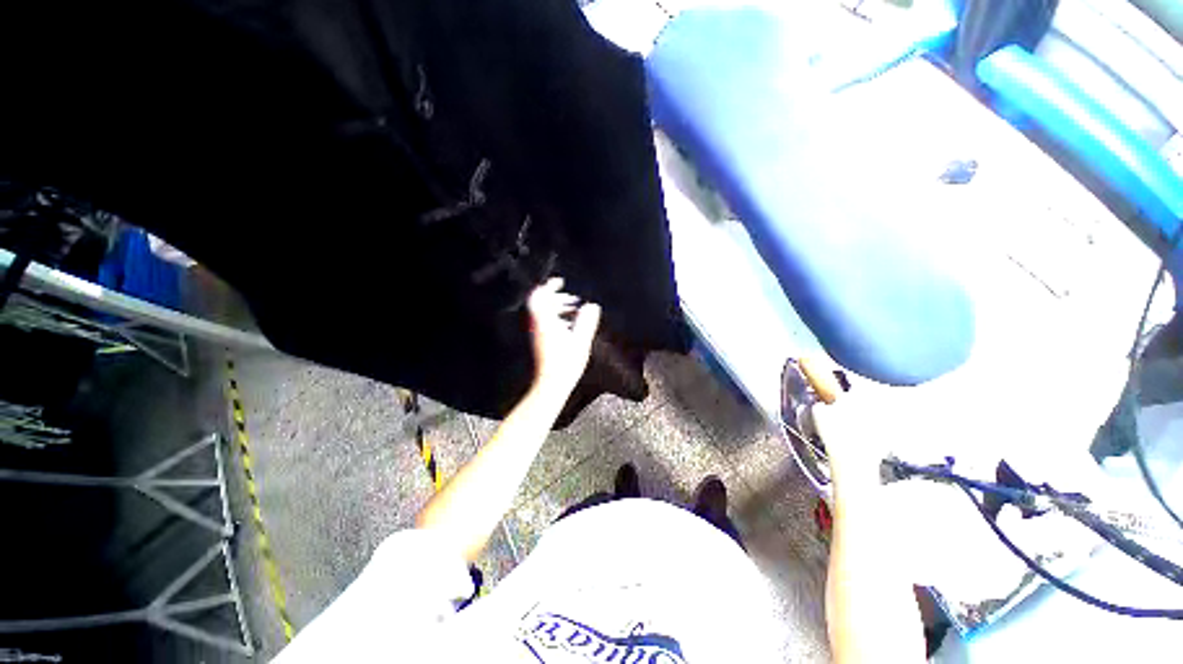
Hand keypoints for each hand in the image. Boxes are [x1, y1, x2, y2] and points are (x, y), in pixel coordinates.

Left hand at [527, 277, 600, 392]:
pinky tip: (569, 326)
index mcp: (546, 322)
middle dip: (556, 297)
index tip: (560, 281)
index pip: (540, 297)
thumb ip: (587, 322)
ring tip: (573, 310)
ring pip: (543, 313)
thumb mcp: (581, 341)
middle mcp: (538, 326)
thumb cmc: (565, 364)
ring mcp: (537, 334)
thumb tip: (593, 306)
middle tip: (572, 299)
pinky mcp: (539, 341)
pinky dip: (556, 317)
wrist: (551, 384)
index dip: (549, 286)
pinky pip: (545, 322)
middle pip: (541, 303)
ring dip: (557, 307)